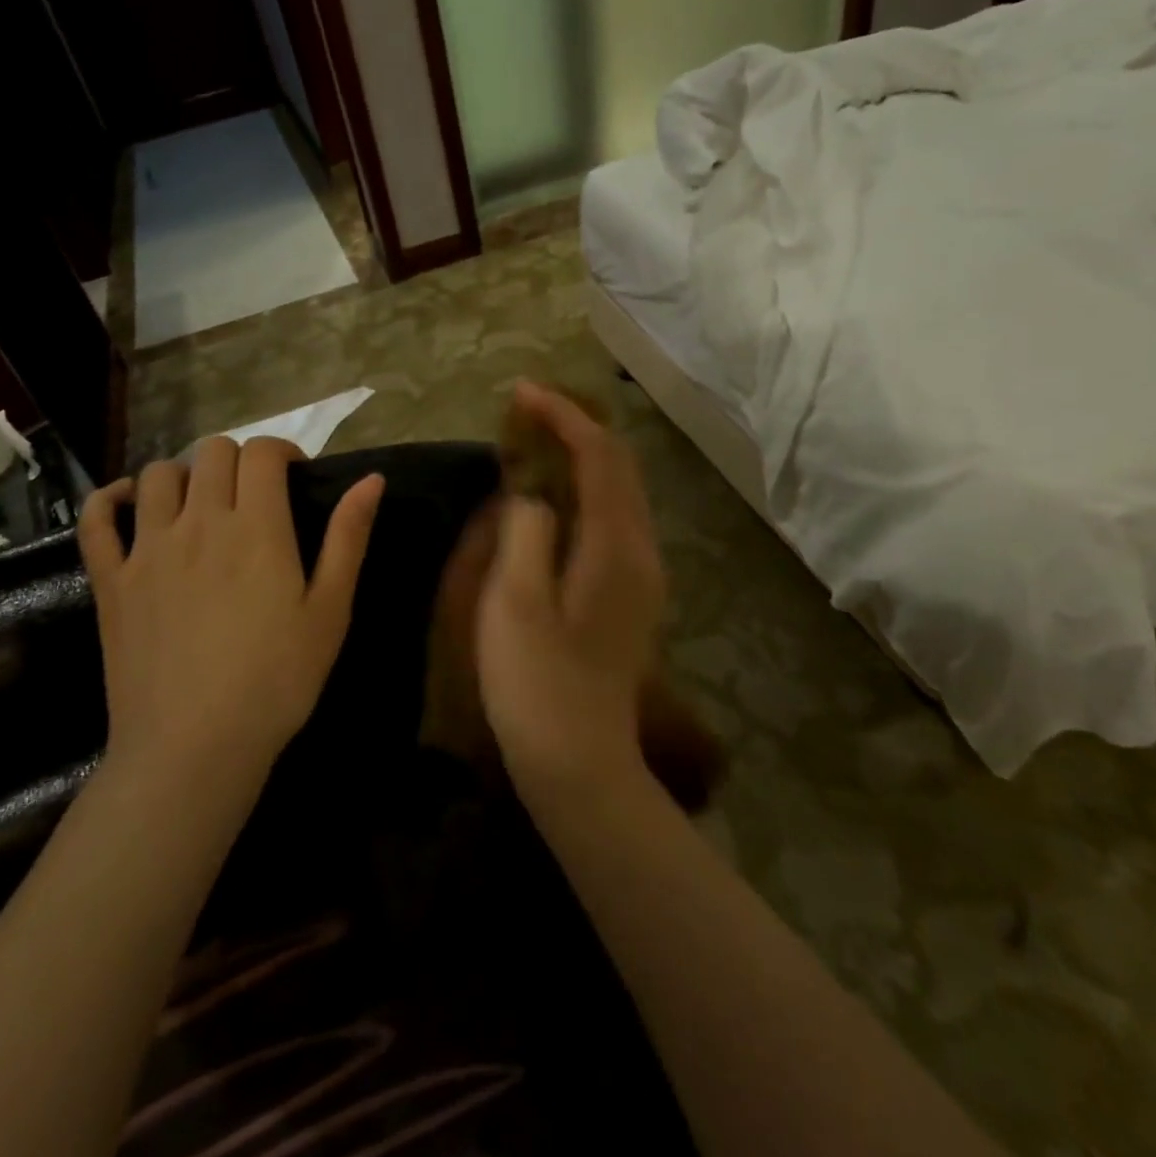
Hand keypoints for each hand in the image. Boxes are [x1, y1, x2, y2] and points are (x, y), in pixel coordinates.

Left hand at [79, 438, 382, 784]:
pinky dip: (110, 499)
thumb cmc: (277, 680)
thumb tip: (372, 479)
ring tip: (201, 505)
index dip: (282, 451)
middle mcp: (198, 522)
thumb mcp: (330, 610)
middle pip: (211, 452)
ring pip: (158, 475)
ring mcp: (147, 549)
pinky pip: (96, 519)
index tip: (296, 478)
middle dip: (239, 460)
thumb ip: (348, 538)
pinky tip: (129, 505)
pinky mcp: (111, 580)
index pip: (261, 453)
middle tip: (255, 496)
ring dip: (185, 475)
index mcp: (256, 527)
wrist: (194, 746)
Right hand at [476, 382, 666, 799]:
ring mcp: (641, 575)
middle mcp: (640, 551)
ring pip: (619, 492)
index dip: (562, 416)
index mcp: (615, 546)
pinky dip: (585, 491)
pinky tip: (552, 499)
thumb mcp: (514, 604)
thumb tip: (532, 495)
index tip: (522, 393)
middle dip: (576, 427)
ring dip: (582, 457)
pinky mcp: (630, 595)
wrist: (581, 763)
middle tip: (527, 411)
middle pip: (619, 466)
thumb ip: (524, 532)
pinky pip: (613, 519)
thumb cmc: (537, 686)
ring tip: (536, 444)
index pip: (599, 455)